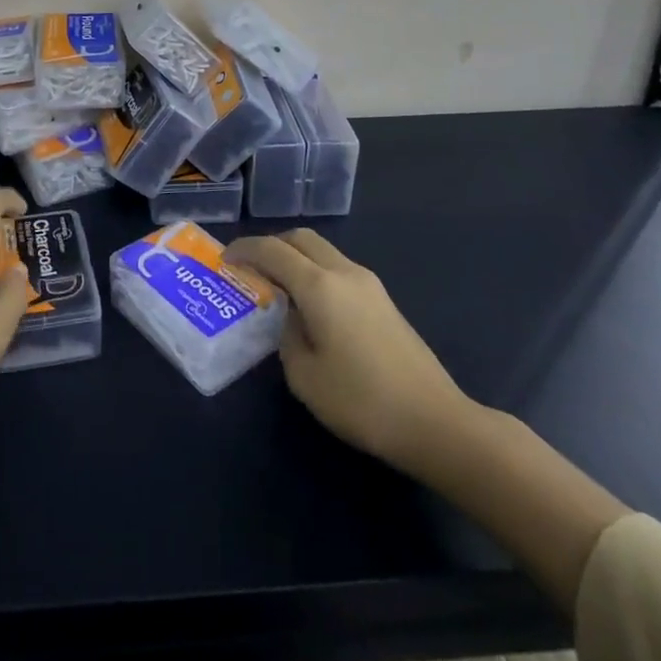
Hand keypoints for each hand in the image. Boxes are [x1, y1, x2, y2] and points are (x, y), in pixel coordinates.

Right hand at [226, 228, 478, 472]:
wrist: (435, 422)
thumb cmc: (362, 401)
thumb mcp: (305, 376)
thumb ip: (287, 336)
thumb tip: (290, 318)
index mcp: (320, 285)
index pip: (272, 251)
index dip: (244, 250)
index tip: (225, 260)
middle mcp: (344, 272)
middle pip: (301, 239)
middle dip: (272, 246)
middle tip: (251, 268)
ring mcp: (369, 284)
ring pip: (323, 252)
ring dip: (296, 258)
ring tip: (278, 288)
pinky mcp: (384, 300)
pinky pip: (339, 270)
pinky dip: (316, 274)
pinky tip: (311, 306)